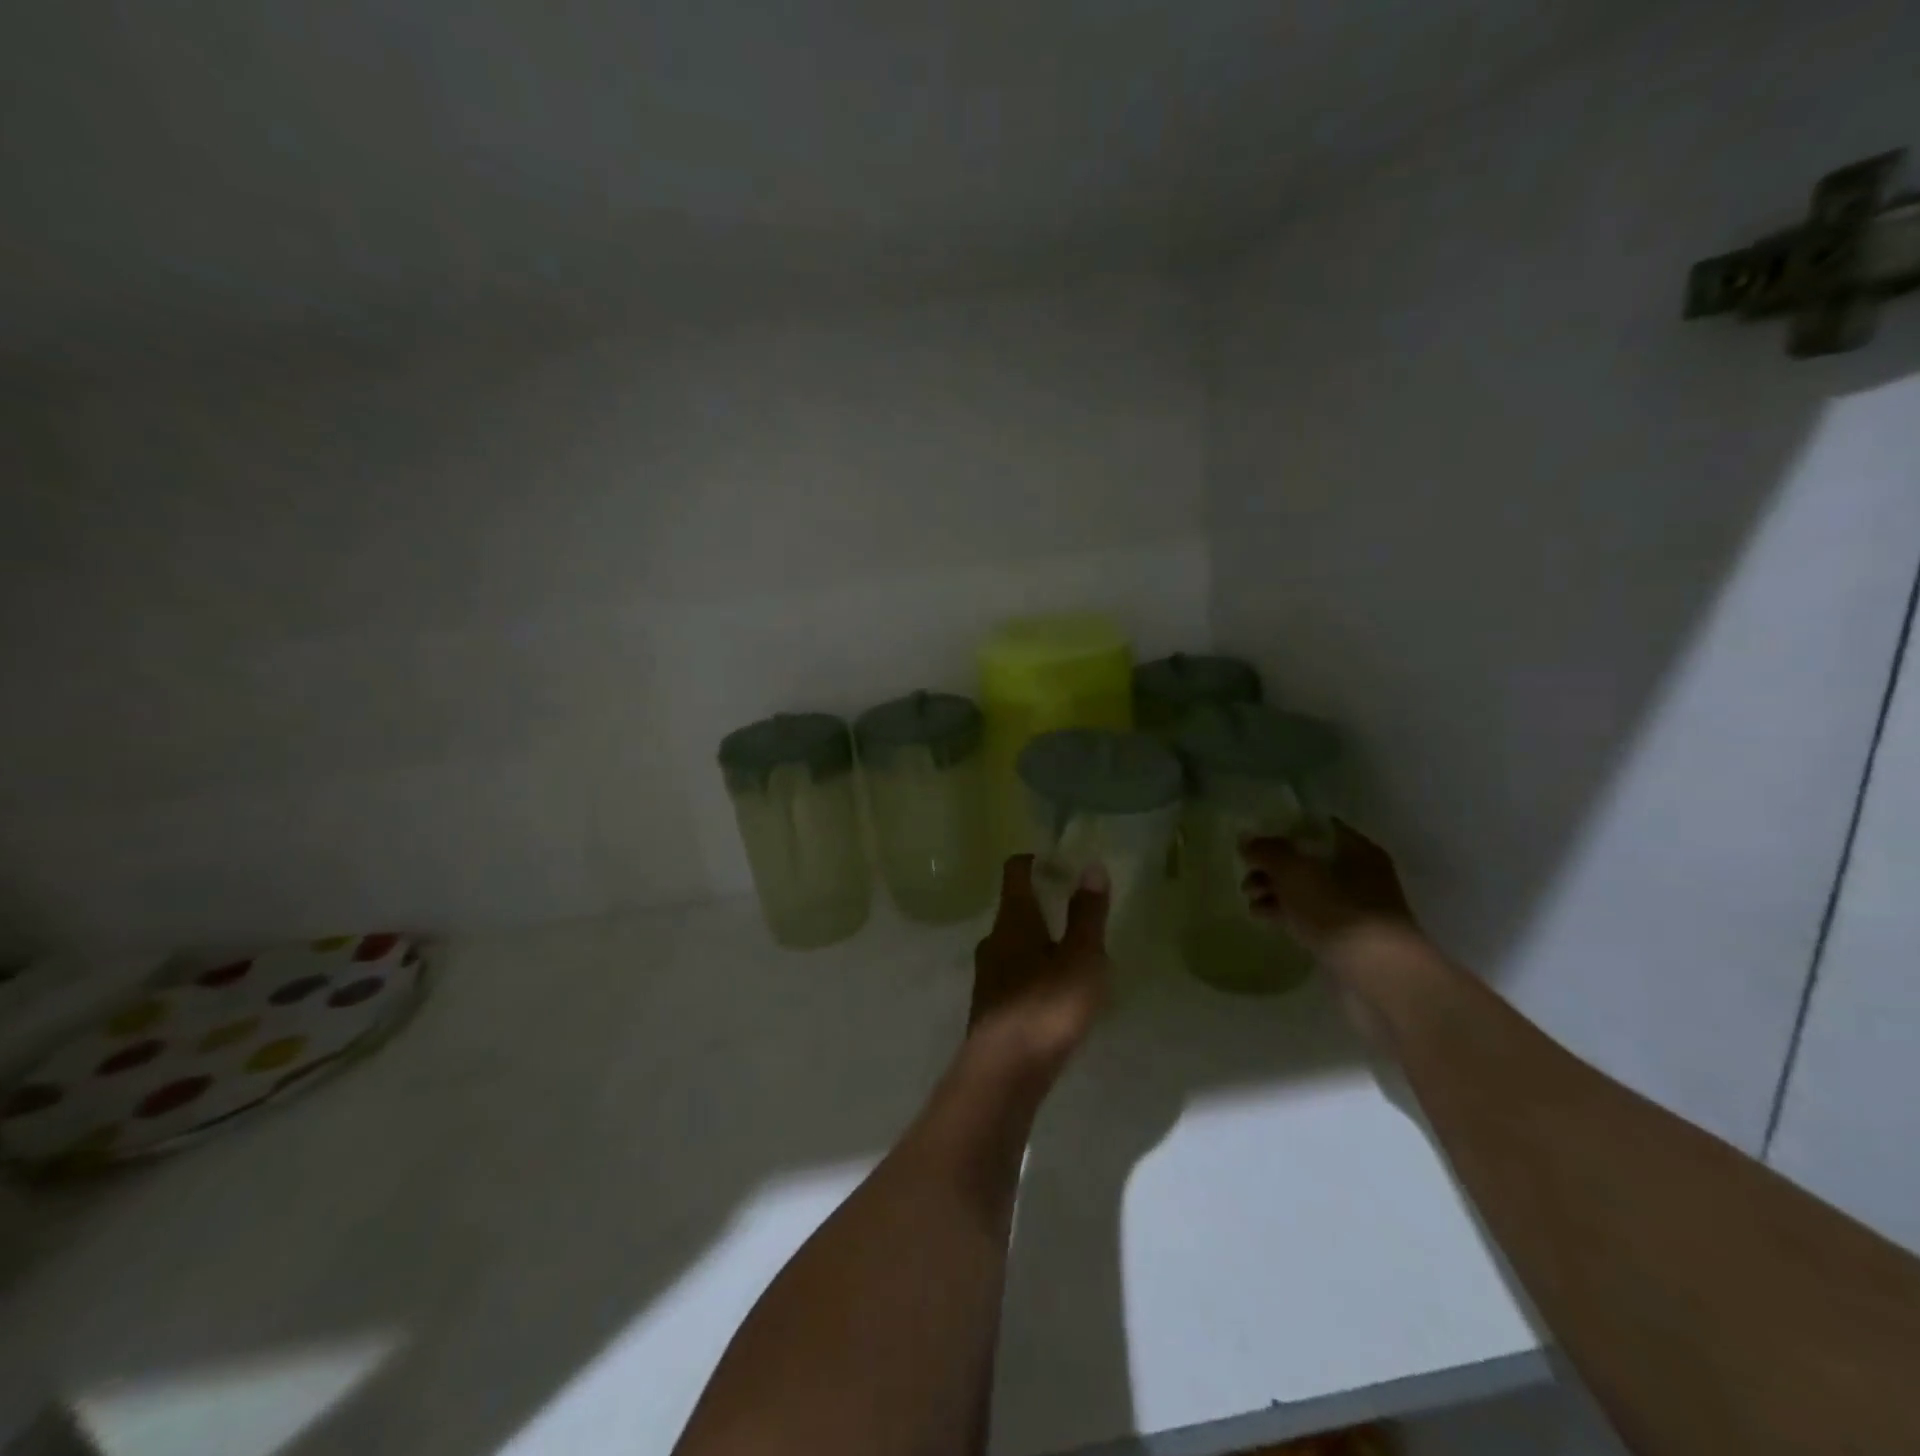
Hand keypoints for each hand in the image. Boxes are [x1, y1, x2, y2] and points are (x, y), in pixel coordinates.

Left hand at [969, 855, 1111, 1080]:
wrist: (1004, 1073)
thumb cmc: (1047, 1006)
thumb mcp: (1081, 958)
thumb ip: (1087, 914)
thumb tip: (1091, 866)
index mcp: (1013, 920)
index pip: (1015, 872)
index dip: (1035, 861)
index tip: (1059, 862)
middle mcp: (994, 940)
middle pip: (1016, 910)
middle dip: (1044, 907)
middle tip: (1078, 914)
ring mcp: (988, 975)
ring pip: (1016, 946)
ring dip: (1040, 944)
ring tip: (1075, 957)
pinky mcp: (991, 1008)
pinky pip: (1015, 976)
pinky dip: (1035, 974)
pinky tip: (1057, 996)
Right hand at [1240, 819, 1417, 954]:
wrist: (1377, 974)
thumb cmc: (1338, 911)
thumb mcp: (1294, 872)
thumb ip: (1267, 851)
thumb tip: (1245, 839)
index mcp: (1355, 849)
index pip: (1314, 828)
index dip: (1282, 830)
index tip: (1254, 839)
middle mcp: (1358, 874)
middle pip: (1306, 860)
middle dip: (1273, 866)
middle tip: (1246, 874)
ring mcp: (1352, 907)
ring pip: (1304, 889)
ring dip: (1274, 890)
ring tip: (1248, 898)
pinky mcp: (1343, 936)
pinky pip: (1307, 915)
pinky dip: (1284, 913)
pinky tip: (1260, 916)